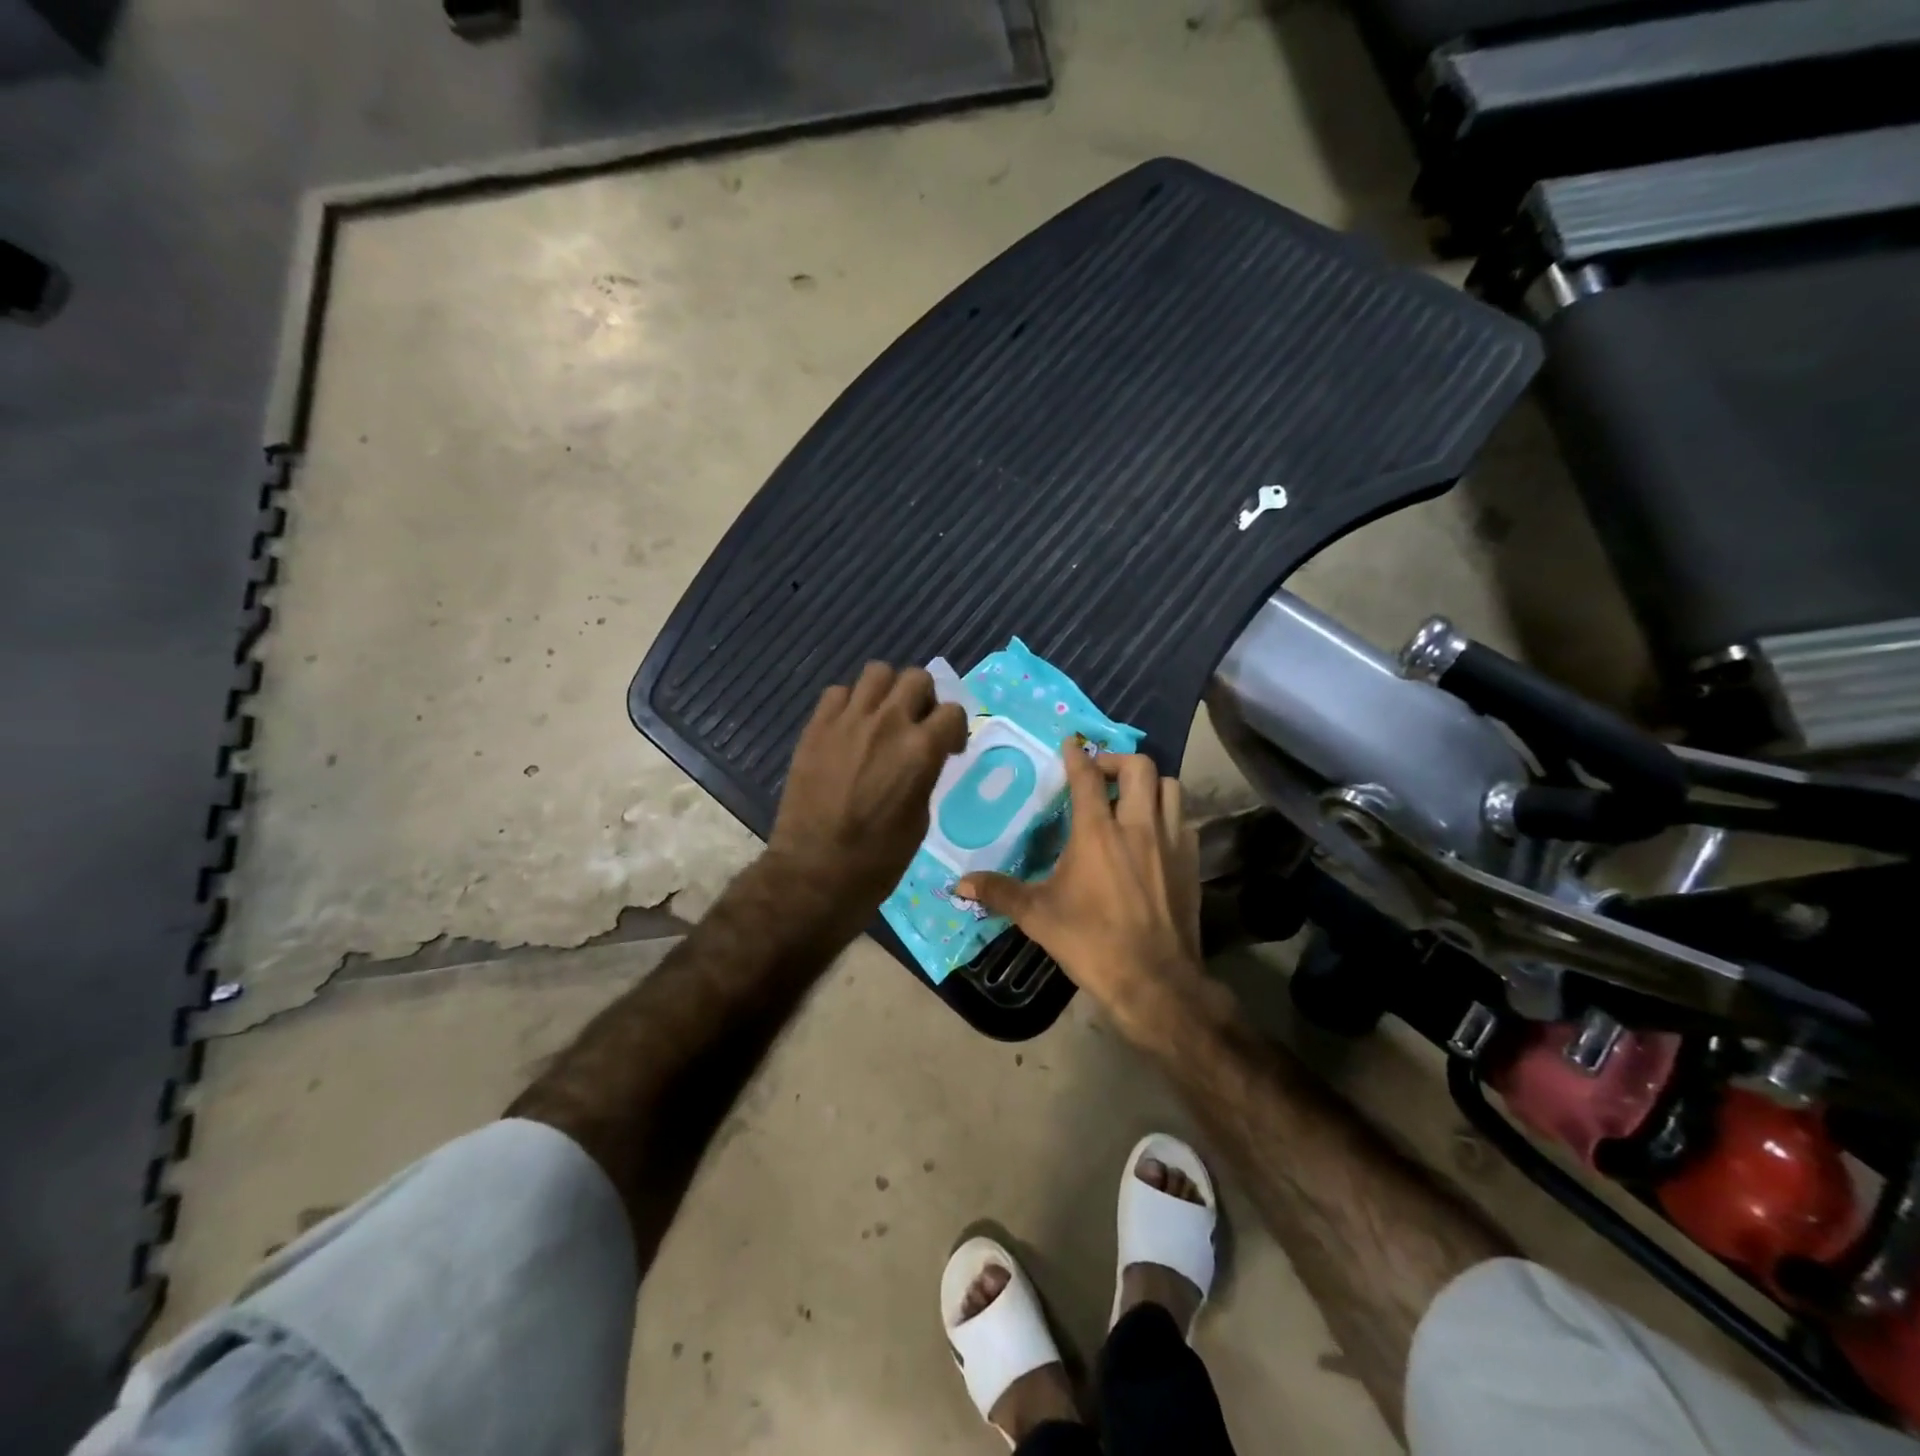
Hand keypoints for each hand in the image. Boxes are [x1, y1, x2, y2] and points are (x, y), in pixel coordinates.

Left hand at [769, 662, 967, 923]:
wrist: (814, 872)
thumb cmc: (878, 859)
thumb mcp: (920, 817)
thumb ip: (925, 774)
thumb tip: (922, 757)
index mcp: (921, 750)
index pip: (953, 710)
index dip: (955, 728)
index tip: (949, 747)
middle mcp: (887, 723)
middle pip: (916, 677)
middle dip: (924, 698)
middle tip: (917, 724)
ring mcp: (847, 721)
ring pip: (877, 672)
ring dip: (887, 691)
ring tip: (882, 716)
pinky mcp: (816, 727)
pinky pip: (838, 692)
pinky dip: (849, 704)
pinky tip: (849, 728)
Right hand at [958, 748, 1202, 1035]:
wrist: (1155, 981)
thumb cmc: (1092, 942)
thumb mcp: (1039, 917)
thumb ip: (1000, 892)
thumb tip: (959, 883)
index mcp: (1098, 832)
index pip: (1088, 777)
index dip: (1077, 755)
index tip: (1070, 744)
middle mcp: (1138, 826)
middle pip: (1140, 767)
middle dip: (1118, 760)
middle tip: (1099, 774)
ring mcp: (1172, 842)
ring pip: (1170, 787)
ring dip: (1149, 784)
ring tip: (1129, 798)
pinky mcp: (1191, 862)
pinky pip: (1184, 820)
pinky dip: (1168, 815)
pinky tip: (1153, 835)